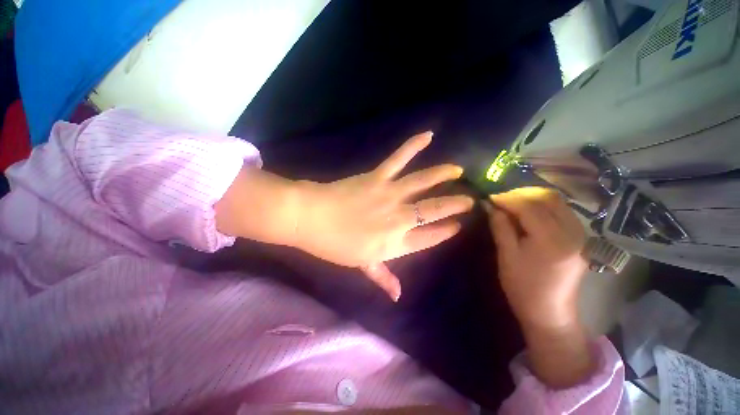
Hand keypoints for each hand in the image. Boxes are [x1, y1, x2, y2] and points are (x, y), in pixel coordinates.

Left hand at [295, 132, 473, 299]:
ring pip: (422, 183)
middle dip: (454, 205)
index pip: (429, 238)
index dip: (445, 232)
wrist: (311, 218)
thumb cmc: (334, 245)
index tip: (457, 226)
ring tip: (458, 171)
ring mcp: (389, 195)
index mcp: (394, 243)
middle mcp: (398, 219)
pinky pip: (398, 159)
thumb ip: (382, 277)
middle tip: (469, 200)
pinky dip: (412, 146)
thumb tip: (397, 296)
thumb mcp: (360, 264)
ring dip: (442, 175)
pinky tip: (427, 135)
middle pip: (432, 211)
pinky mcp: (377, 177)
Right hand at [485, 187, 587, 328]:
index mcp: (552, 240)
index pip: (529, 206)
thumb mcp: (506, 255)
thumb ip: (500, 226)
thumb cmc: (523, 286)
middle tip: (501, 200)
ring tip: (512, 205)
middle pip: (548, 198)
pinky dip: (543, 205)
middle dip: (521, 194)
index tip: (490, 198)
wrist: (550, 311)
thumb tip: (491, 206)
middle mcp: (572, 232)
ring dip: (532, 198)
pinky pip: (562, 210)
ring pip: (557, 201)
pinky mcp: (580, 237)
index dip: (507, 199)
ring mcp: (580, 234)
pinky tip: (528, 213)